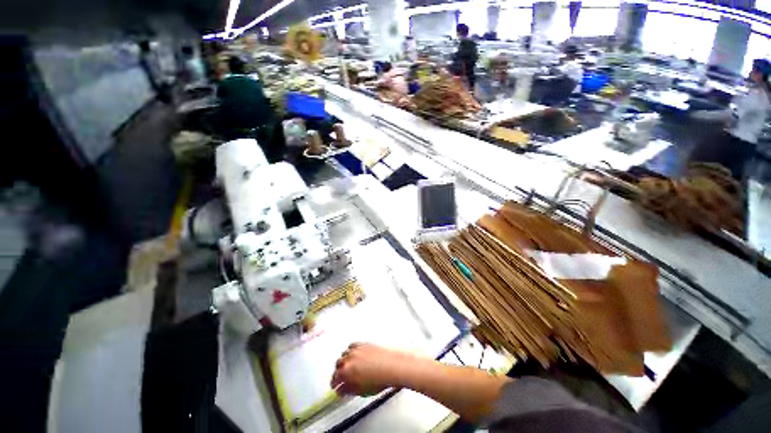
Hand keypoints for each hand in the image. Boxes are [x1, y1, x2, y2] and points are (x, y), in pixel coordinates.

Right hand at [330, 343, 421, 395]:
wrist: (393, 365)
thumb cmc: (380, 379)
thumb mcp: (361, 391)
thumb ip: (348, 390)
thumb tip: (341, 390)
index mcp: (347, 370)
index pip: (335, 377)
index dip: (334, 383)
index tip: (335, 386)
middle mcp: (350, 357)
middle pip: (339, 364)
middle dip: (339, 371)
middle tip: (341, 378)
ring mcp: (357, 348)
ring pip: (345, 354)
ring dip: (344, 360)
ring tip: (348, 367)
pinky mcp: (364, 343)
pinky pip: (352, 346)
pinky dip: (350, 351)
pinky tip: (354, 355)